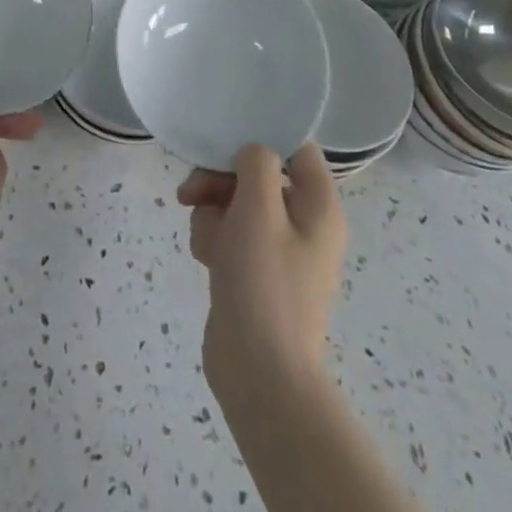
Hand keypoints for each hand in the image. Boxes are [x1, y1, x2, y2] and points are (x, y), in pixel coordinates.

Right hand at [177, 142, 347, 399]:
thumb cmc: (263, 281)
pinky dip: (214, 239)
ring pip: (236, 203)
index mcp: (319, 206)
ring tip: (206, 241)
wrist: (258, 373)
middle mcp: (304, 223)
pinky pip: (230, 234)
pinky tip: (206, 259)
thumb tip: (252, 153)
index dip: (261, 137)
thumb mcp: (259, 208)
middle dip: (221, 180)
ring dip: (212, 212)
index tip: (225, 139)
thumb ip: (256, 163)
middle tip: (193, 192)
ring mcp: (279, 250)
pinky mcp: (255, 271)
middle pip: (257, 174)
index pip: (296, 148)